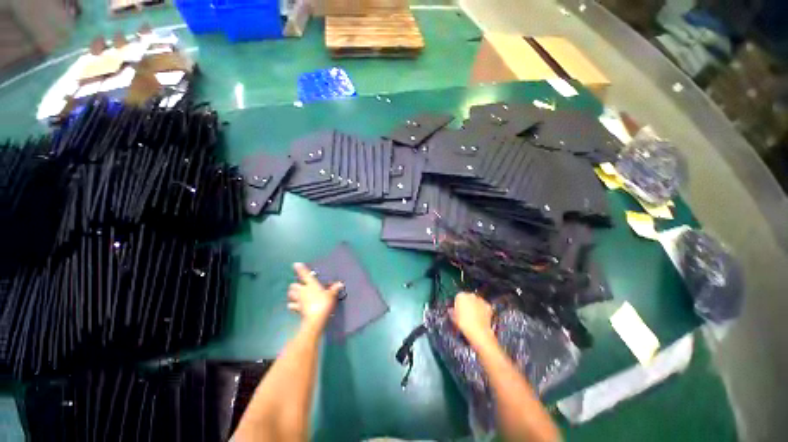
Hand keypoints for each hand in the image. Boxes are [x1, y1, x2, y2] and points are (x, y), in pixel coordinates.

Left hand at [288, 263, 342, 328]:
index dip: (300, 269)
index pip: (305, 274)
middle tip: (299, 285)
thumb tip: (340, 284)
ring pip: (290, 294)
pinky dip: (292, 305)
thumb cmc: (324, 303)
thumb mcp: (331, 295)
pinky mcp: (297, 309)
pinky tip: (293, 306)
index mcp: (311, 284)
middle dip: (295, 285)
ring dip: (292, 294)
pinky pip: (292, 306)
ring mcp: (299, 300)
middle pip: (294, 285)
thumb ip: (334, 289)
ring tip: (294, 294)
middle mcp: (303, 291)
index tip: (296, 264)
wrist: (316, 319)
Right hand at [451, 292, 493, 344]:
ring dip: (475, 306)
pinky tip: (481, 318)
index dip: (458, 304)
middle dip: (467, 304)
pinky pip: (484, 307)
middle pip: (468, 298)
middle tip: (466, 313)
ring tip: (474, 317)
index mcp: (461, 296)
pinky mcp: (488, 306)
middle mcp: (471, 295)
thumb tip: (451, 310)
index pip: (458, 297)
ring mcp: (480, 300)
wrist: (478, 331)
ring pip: (476, 302)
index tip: (458, 311)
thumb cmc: (463, 323)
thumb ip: (451, 311)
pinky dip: (483, 310)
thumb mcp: (453, 318)